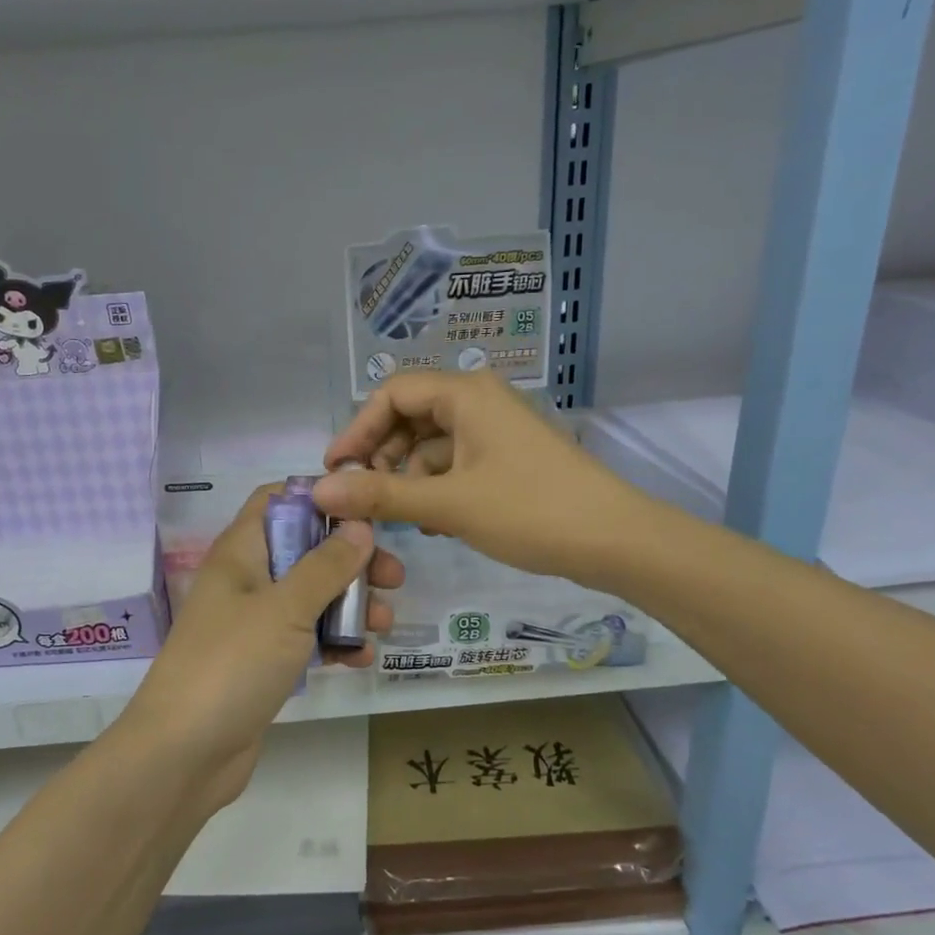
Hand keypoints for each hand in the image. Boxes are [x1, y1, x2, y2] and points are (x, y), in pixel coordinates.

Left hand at [121, 487, 403, 808]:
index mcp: (240, 553)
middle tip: (394, 577)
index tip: (366, 513)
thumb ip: (326, 566)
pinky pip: (306, 640)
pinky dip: (334, 644)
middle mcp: (246, 581)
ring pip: (311, 598)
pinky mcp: (263, 664)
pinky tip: (362, 659)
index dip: (319, 500)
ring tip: (386, 623)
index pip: (276, 501)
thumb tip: (359, 526)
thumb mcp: (285, 608)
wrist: (183, 754)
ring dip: (350, 606)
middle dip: (351, 561)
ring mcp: (254, 625)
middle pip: (304, 551)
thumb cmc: (232, 664)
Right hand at [314, 370, 644, 588]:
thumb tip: (320, 492)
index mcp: (466, 395)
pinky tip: (431, 522)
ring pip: (432, 445)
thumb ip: (381, 496)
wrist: (614, 540)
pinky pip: (456, 464)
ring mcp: (496, 431)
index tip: (335, 471)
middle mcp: (480, 402)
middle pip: (411, 417)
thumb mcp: (448, 504)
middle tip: (363, 499)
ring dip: (409, 478)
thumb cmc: (529, 510)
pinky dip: (437, 488)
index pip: (392, 394)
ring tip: (400, 518)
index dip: (357, 430)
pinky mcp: (508, 459)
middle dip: (382, 456)